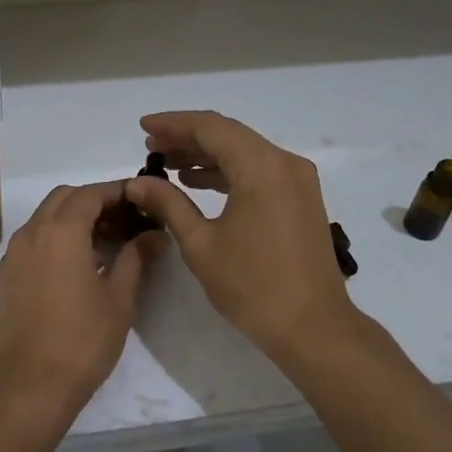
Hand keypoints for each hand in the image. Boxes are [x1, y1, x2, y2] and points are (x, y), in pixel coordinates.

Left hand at [0, 182, 165, 432]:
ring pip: (45, 218)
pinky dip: (56, 238)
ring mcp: (14, 255)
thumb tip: (155, 235)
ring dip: (74, 219)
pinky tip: (78, 265)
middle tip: (126, 222)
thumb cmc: (81, 341)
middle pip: (64, 199)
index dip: (118, 192)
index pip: (91, 193)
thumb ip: (136, 258)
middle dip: (95, 201)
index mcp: (60, 231)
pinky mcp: (6, 277)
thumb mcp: (119, 299)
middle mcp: (31, 233)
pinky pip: (33, 241)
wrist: (28, 387)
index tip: (142, 200)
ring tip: (106, 243)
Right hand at [126, 111, 357, 362]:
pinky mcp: (301, 199)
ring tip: (169, 164)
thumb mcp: (200, 244)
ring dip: (207, 155)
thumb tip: (138, 183)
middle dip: (188, 138)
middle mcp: (284, 163)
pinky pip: (259, 171)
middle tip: (151, 147)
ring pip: (245, 152)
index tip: (143, 127)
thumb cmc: (252, 286)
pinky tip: (199, 183)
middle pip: (229, 135)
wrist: (312, 327)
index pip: (211, 127)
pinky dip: (229, 172)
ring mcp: (297, 180)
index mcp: (261, 167)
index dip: (173, 124)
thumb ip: (168, 204)